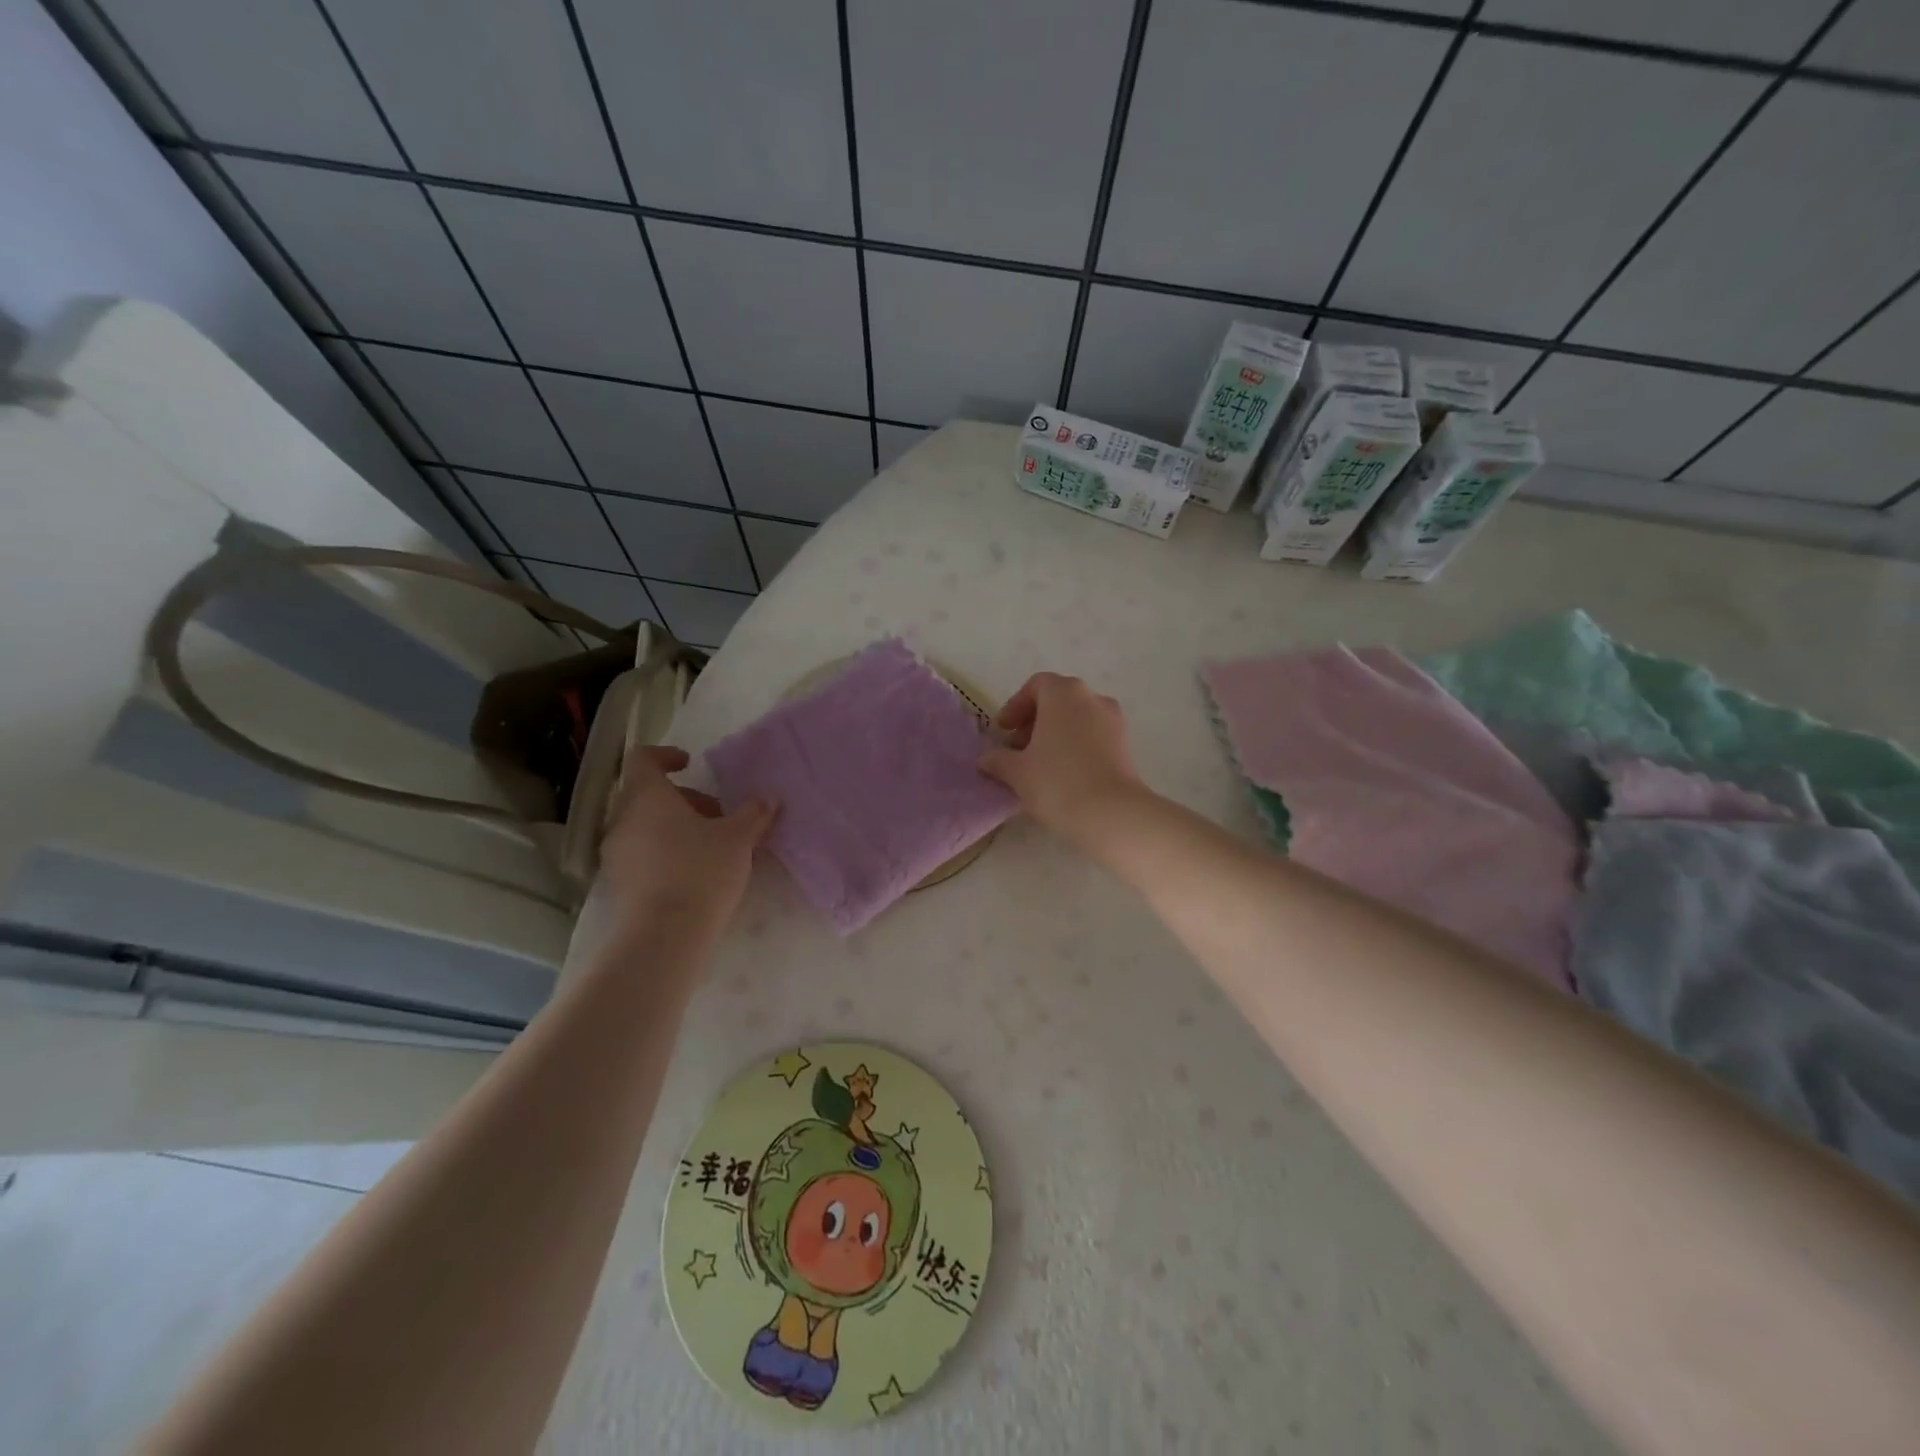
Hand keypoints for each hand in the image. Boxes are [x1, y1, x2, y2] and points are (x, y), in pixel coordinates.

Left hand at [599, 746, 776, 928]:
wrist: (664, 935)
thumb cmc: (701, 871)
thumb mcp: (738, 838)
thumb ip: (753, 813)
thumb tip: (768, 798)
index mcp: (647, 796)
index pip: (642, 759)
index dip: (665, 755)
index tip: (690, 764)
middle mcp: (623, 818)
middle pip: (646, 794)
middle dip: (682, 798)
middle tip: (717, 814)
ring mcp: (616, 852)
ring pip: (644, 824)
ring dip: (674, 825)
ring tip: (710, 844)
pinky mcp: (618, 882)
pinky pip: (641, 852)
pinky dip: (664, 850)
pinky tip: (694, 871)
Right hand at [979, 672, 1145, 846]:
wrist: (1112, 813)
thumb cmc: (1057, 782)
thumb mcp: (1016, 772)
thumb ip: (998, 759)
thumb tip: (987, 759)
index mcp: (1064, 693)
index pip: (1036, 686)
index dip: (1015, 706)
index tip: (1003, 731)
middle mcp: (1092, 698)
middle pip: (1058, 701)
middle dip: (1034, 722)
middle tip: (1017, 749)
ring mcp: (1114, 721)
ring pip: (1077, 719)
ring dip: (1055, 735)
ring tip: (1038, 766)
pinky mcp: (1126, 745)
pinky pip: (1093, 736)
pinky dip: (1075, 747)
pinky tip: (1063, 775)